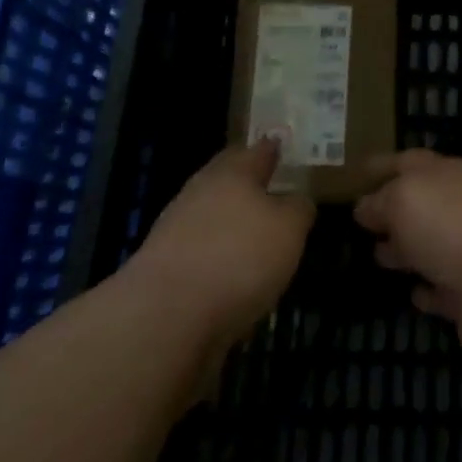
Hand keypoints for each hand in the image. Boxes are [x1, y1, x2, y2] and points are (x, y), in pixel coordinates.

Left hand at [126, 140, 314, 348]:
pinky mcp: (163, 267)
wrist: (164, 318)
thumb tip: (296, 200)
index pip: (257, 151)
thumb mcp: (289, 229)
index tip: (281, 144)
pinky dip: (216, 255)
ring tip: (256, 236)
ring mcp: (175, 229)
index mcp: (232, 172)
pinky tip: (232, 273)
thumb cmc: (238, 258)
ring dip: (231, 222)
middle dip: (248, 183)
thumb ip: (298, 209)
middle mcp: (200, 192)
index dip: (272, 148)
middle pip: (228, 179)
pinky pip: (199, 250)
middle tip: (272, 188)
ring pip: (211, 214)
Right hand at [353, 150, 461, 363]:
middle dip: (393, 210)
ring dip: (407, 249)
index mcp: (449, 174)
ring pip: (432, 245)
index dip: (383, 165)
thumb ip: (380, 201)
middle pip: (423, 204)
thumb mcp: (402, 199)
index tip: (357, 172)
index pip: (410, 161)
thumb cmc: (450, 225)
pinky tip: (412, 293)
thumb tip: (365, 207)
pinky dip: (428, 290)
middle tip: (362, 222)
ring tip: (377, 255)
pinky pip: (444, 289)